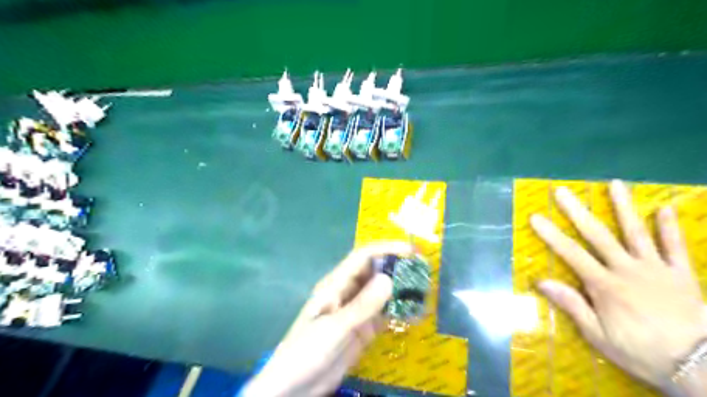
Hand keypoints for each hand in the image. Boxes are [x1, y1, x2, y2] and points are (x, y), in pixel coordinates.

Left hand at [240, 240, 411, 394]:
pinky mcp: (363, 330)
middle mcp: (348, 293)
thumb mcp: (334, 328)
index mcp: (336, 285)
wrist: (294, 388)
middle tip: (423, 269)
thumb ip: (362, 306)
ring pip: (382, 293)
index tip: (411, 251)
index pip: (363, 257)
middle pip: (375, 272)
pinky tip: (416, 313)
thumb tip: (389, 279)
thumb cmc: (306, 351)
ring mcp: (356, 312)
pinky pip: (384, 315)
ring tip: (425, 288)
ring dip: (401, 289)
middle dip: (397, 267)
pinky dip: (399, 312)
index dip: (386, 249)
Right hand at [531, 180, 706, 393]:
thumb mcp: (599, 336)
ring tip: (615, 184)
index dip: (551, 234)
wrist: (700, 367)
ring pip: (636, 232)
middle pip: (598, 235)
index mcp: (604, 285)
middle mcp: (627, 269)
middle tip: (563, 191)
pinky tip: (665, 208)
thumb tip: (541, 281)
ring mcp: (656, 269)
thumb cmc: (641, 352)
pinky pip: (676, 247)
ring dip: (624, 207)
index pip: (571, 253)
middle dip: (577, 211)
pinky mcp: (682, 274)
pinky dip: (670, 227)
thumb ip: (572, 305)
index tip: (536, 216)